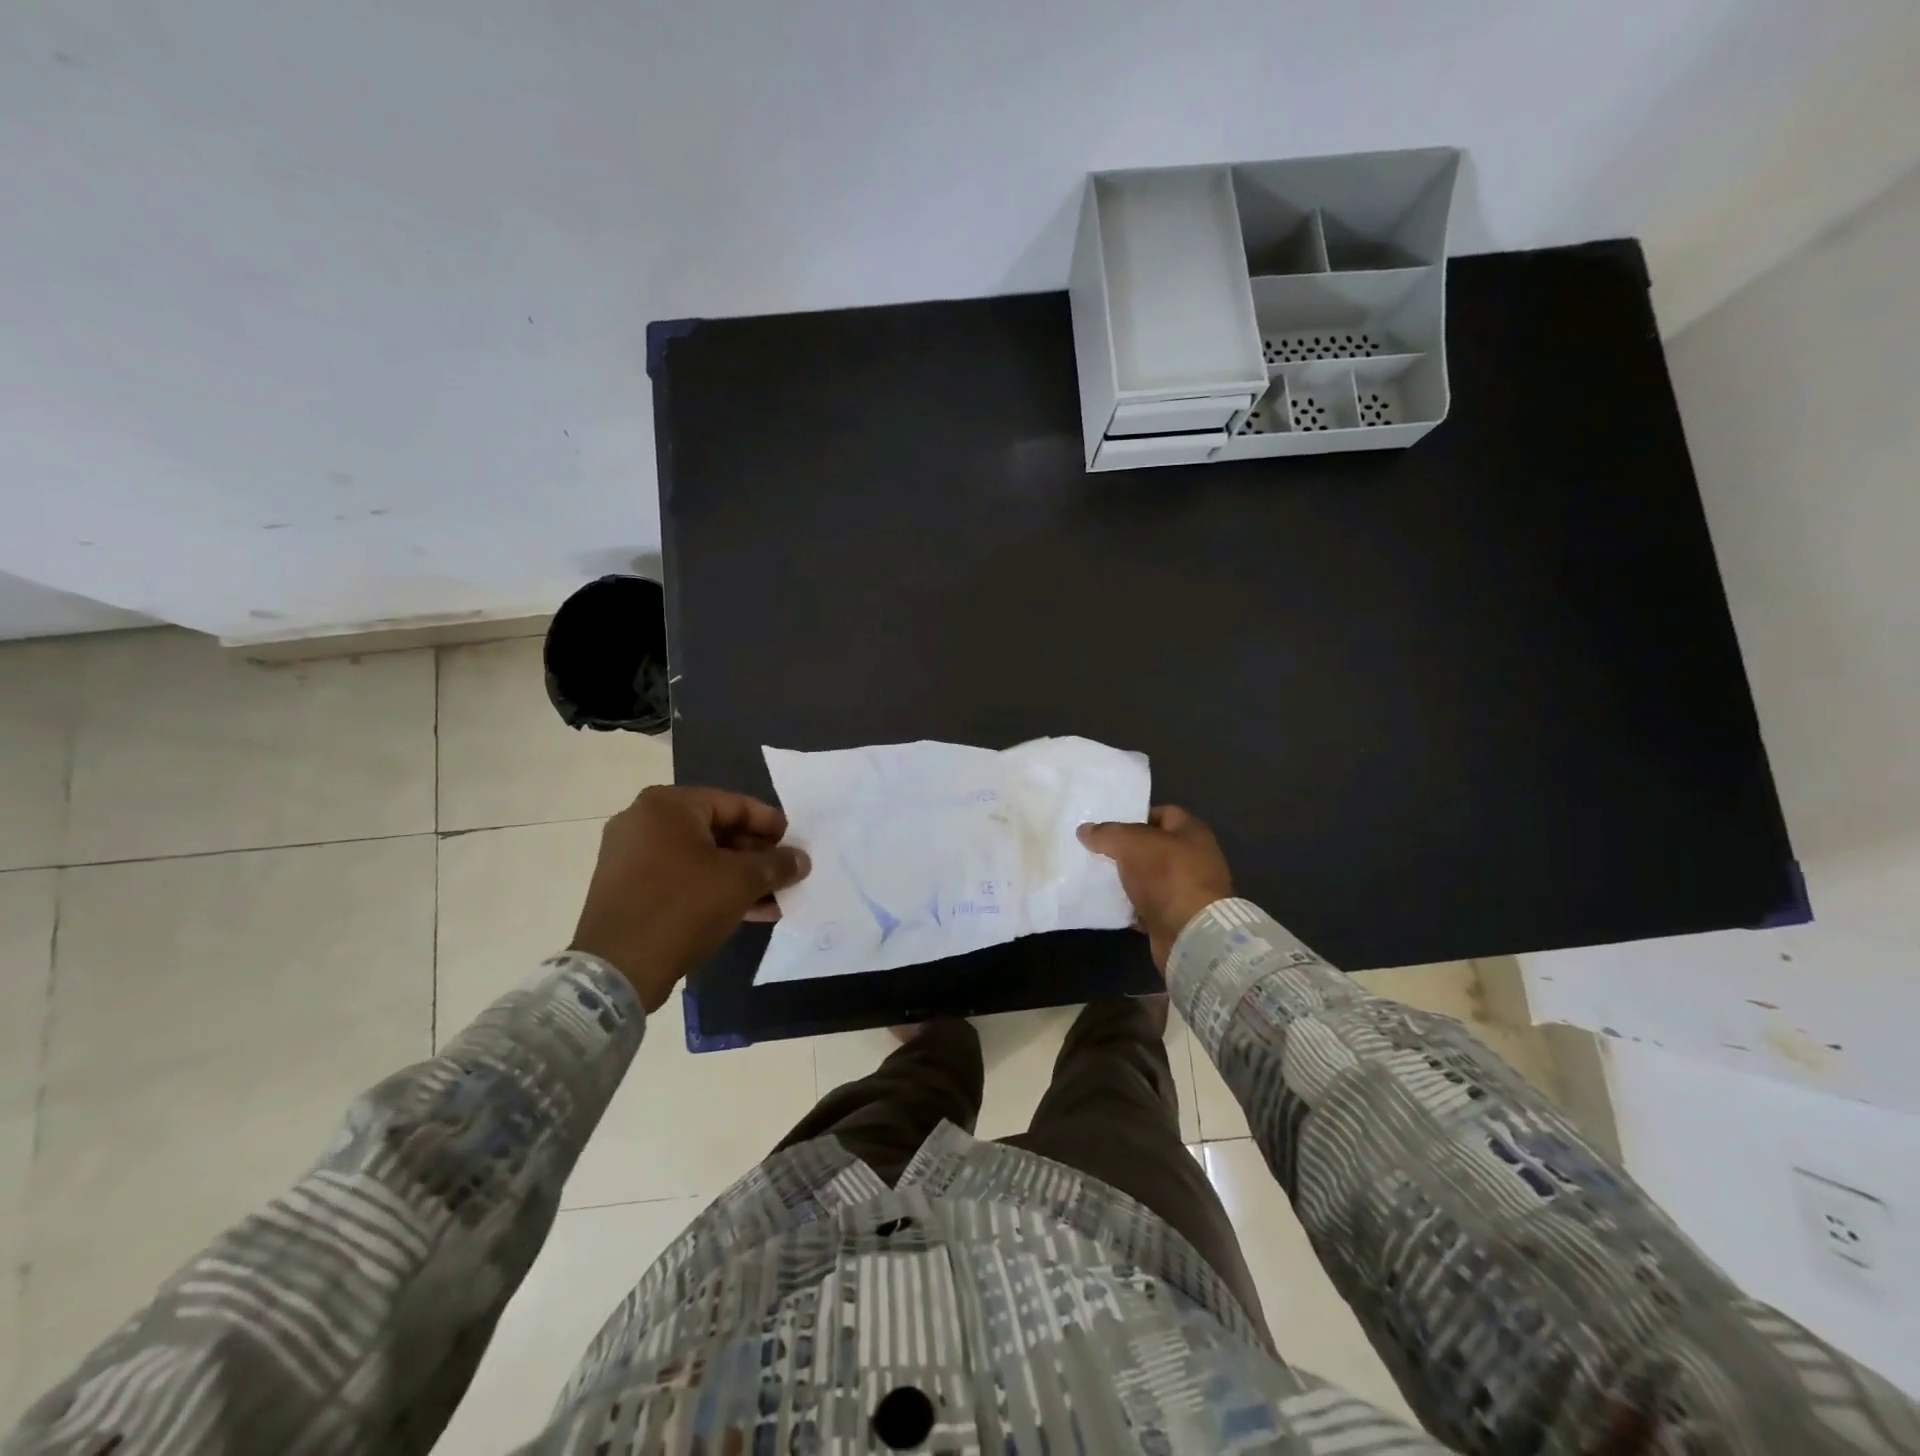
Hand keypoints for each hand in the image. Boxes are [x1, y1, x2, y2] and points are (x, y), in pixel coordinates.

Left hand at [569, 785, 810, 1011]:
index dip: (769, 823)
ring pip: (700, 858)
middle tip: (786, 872)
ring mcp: (630, 856)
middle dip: (756, 855)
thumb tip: (801, 859)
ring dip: (739, 876)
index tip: (795, 842)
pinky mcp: (627, 889)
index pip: (733, 804)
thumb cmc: (683, 907)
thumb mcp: (741, 881)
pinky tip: (748, 911)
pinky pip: (681, 879)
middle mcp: (643, 822)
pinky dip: (712, 889)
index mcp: (667, 805)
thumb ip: (776, 864)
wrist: (617, 969)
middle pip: (716, 830)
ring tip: (774, 897)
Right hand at [1077, 805, 1233, 972]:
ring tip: (1096, 876)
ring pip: (1148, 877)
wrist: (1191, 933)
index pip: (1163, 813)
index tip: (1109, 825)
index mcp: (1192, 832)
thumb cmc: (1167, 876)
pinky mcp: (1177, 917)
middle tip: (1097, 850)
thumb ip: (1107, 833)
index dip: (1136, 816)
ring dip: (1126, 878)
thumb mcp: (1131, 844)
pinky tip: (1108, 903)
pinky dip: (1130, 905)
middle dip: (1126, 849)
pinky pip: (1147, 905)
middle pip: (1154, 847)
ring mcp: (1187, 890)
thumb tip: (1085, 830)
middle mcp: (1194, 858)